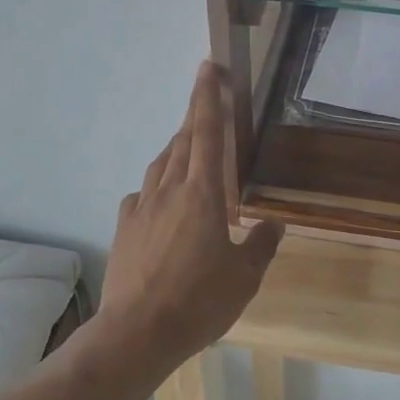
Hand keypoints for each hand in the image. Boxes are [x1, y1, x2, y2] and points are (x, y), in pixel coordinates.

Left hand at [96, 62, 282, 372]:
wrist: (136, 332)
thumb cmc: (198, 302)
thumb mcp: (244, 278)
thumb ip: (260, 245)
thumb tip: (275, 224)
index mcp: (203, 193)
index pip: (208, 133)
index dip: (208, 97)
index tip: (209, 67)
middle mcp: (170, 189)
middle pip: (184, 140)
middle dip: (196, 113)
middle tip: (206, 93)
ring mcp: (142, 206)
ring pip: (162, 163)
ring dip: (177, 147)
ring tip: (188, 144)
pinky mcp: (125, 226)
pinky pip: (142, 193)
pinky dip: (155, 185)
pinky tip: (159, 197)